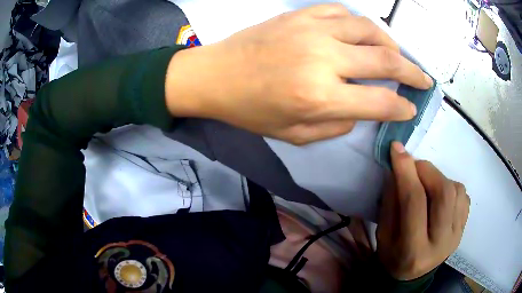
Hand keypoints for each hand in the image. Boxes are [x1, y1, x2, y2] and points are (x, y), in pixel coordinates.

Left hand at [165, 4, 432, 144]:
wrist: (216, 75)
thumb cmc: (251, 110)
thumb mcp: (295, 135)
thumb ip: (338, 125)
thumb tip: (364, 109)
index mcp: (321, 97)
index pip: (380, 102)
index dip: (402, 107)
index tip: (411, 108)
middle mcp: (324, 59)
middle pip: (386, 61)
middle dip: (413, 73)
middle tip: (424, 79)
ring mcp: (313, 30)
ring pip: (370, 29)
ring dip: (391, 44)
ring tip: (397, 56)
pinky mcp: (301, 15)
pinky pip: (343, 12)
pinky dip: (360, 24)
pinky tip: (362, 35)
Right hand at [376, 142, 469, 279]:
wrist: (412, 275)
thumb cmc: (393, 256)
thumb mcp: (383, 235)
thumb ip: (391, 202)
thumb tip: (397, 168)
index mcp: (413, 250)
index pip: (414, 202)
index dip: (406, 172)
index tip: (397, 149)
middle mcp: (440, 243)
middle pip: (443, 193)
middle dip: (427, 170)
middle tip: (414, 166)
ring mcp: (456, 235)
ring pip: (456, 190)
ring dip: (439, 178)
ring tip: (427, 185)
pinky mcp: (463, 229)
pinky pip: (463, 195)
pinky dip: (451, 187)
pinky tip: (441, 196)